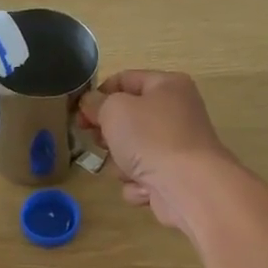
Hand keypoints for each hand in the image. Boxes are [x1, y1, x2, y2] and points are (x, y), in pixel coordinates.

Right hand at [79, 71, 235, 233]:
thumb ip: (96, 103)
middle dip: (109, 134)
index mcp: (167, 85)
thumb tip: (90, 104)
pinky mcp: (174, 177)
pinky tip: (145, 187)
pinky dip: (138, 184)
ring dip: (122, 163)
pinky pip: (142, 177)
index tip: (79, 114)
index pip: (124, 80)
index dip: (98, 95)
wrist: (188, 186)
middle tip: (100, 142)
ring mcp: (176, 147)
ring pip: (131, 151)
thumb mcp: (114, 110)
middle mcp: (176, 112)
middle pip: (127, 119)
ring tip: (128, 169)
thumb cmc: (151, 138)